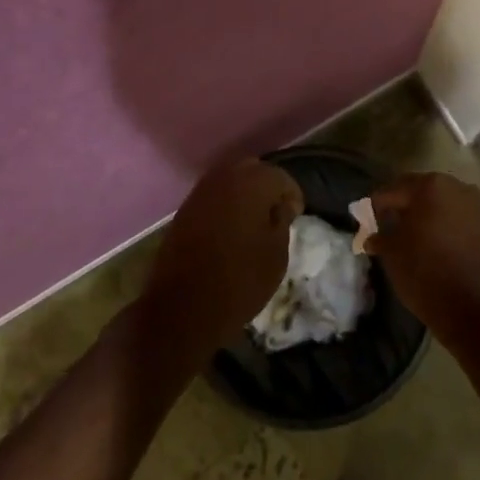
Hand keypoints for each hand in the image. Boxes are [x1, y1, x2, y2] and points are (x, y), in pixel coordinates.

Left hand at [139, 158, 302, 362]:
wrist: (182, 309)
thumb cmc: (240, 281)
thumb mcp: (276, 254)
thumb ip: (282, 221)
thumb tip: (280, 206)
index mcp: (252, 183)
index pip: (280, 177)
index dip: (292, 195)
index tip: (296, 215)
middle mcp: (224, 178)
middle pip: (253, 170)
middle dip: (267, 186)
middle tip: (276, 212)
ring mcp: (200, 193)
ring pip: (230, 180)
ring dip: (244, 194)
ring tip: (254, 221)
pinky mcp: (183, 211)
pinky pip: (213, 197)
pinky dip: (225, 205)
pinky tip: (231, 227)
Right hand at [368, 172, 479, 338]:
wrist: (471, 306)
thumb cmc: (424, 271)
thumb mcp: (391, 253)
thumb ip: (379, 236)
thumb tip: (372, 236)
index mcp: (430, 185)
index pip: (393, 190)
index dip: (376, 205)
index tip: (365, 220)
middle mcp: (456, 187)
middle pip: (419, 192)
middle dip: (402, 207)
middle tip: (384, 225)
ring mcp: (474, 206)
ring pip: (439, 205)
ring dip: (423, 216)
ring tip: (407, 236)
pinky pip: (455, 219)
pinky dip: (440, 226)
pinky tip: (429, 244)